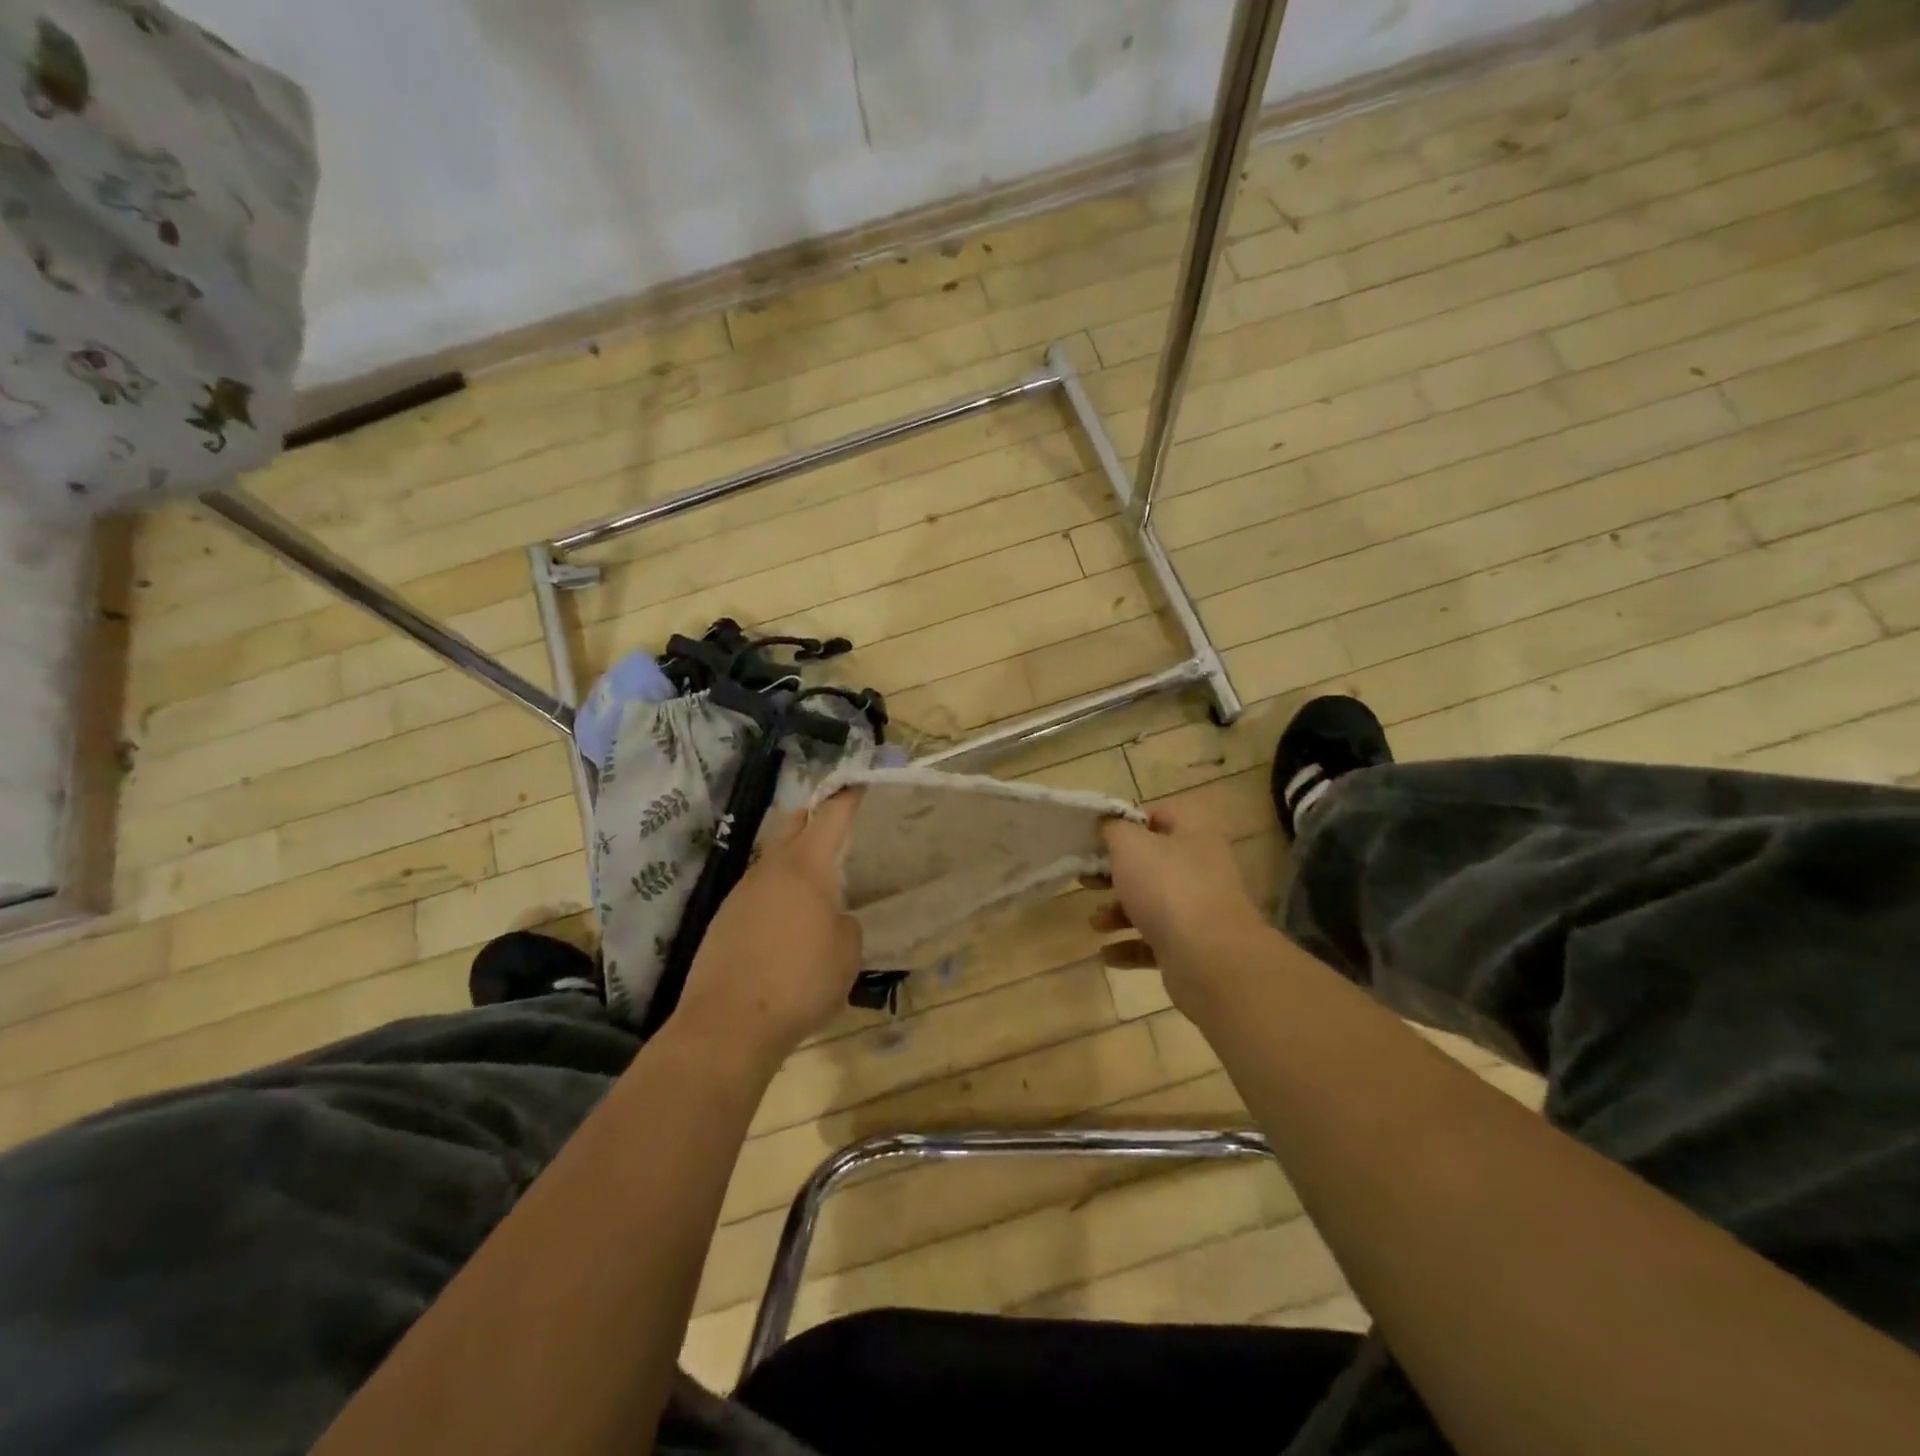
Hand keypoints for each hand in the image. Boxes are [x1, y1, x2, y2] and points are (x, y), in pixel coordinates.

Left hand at [676, 790, 863, 1068]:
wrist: (728, 1024)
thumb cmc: (800, 982)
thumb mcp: (847, 953)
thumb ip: (845, 924)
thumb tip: (832, 920)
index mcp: (805, 866)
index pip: (830, 815)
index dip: (848, 796)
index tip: (860, 783)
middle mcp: (769, 869)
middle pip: (792, 824)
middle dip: (815, 817)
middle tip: (838, 827)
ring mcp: (741, 893)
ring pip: (772, 860)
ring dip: (794, 861)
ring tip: (817, 886)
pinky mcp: (723, 920)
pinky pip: (757, 892)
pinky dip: (776, 894)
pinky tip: (787, 925)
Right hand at [1094, 803, 1269, 1007]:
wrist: (1209, 959)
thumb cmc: (1167, 887)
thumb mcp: (1130, 846)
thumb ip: (1114, 829)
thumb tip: (1108, 824)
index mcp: (1194, 834)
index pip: (1162, 815)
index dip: (1130, 822)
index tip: (1101, 837)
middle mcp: (1202, 868)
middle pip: (1153, 863)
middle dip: (1116, 873)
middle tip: (1087, 878)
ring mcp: (1201, 910)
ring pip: (1153, 904)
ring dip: (1119, 912)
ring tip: (1095, 923)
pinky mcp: (1194, 947)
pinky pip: (1156, 941)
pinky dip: (1130, 946)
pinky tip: (1107, 954)